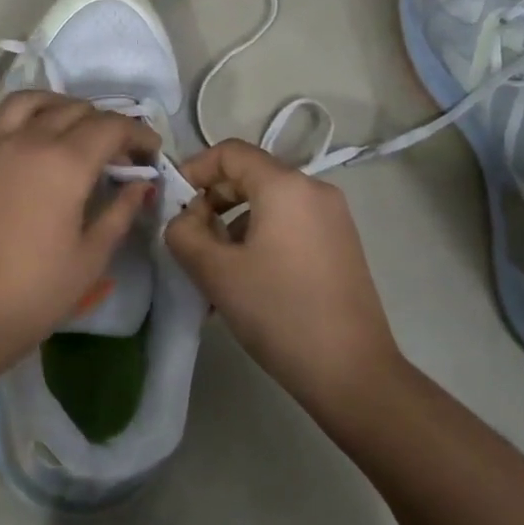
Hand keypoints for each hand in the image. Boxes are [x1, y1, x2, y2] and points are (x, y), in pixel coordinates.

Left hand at [0, 49, 158, 374]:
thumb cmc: (32, 295)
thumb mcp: (90, 259)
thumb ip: (120, 212)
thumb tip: (142, 183)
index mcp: (65, 163)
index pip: (111, 129)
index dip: (137, 136)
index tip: (150, 155)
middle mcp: (24, 141)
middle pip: (71, 111)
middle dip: (102, 123)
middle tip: (114, 151)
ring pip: (21, 103)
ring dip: (51, 103)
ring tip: (66, 119)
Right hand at [165, 140, 399, 400]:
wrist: (351, 372)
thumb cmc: (279, 312)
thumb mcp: (216, 272)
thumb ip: (184, 233)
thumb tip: (183, 219)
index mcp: (286, 186)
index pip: (230, 152)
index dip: (194, 168)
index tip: (172, 202)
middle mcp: (315, 190)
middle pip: (250, 176)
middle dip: (211, 201)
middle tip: (188, 239)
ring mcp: (333, 218)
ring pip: (268, 205)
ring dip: (232, 226)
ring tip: (212, 270)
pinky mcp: (340, 245)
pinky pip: (289, 226)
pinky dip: (259, 240)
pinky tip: (244, 281)